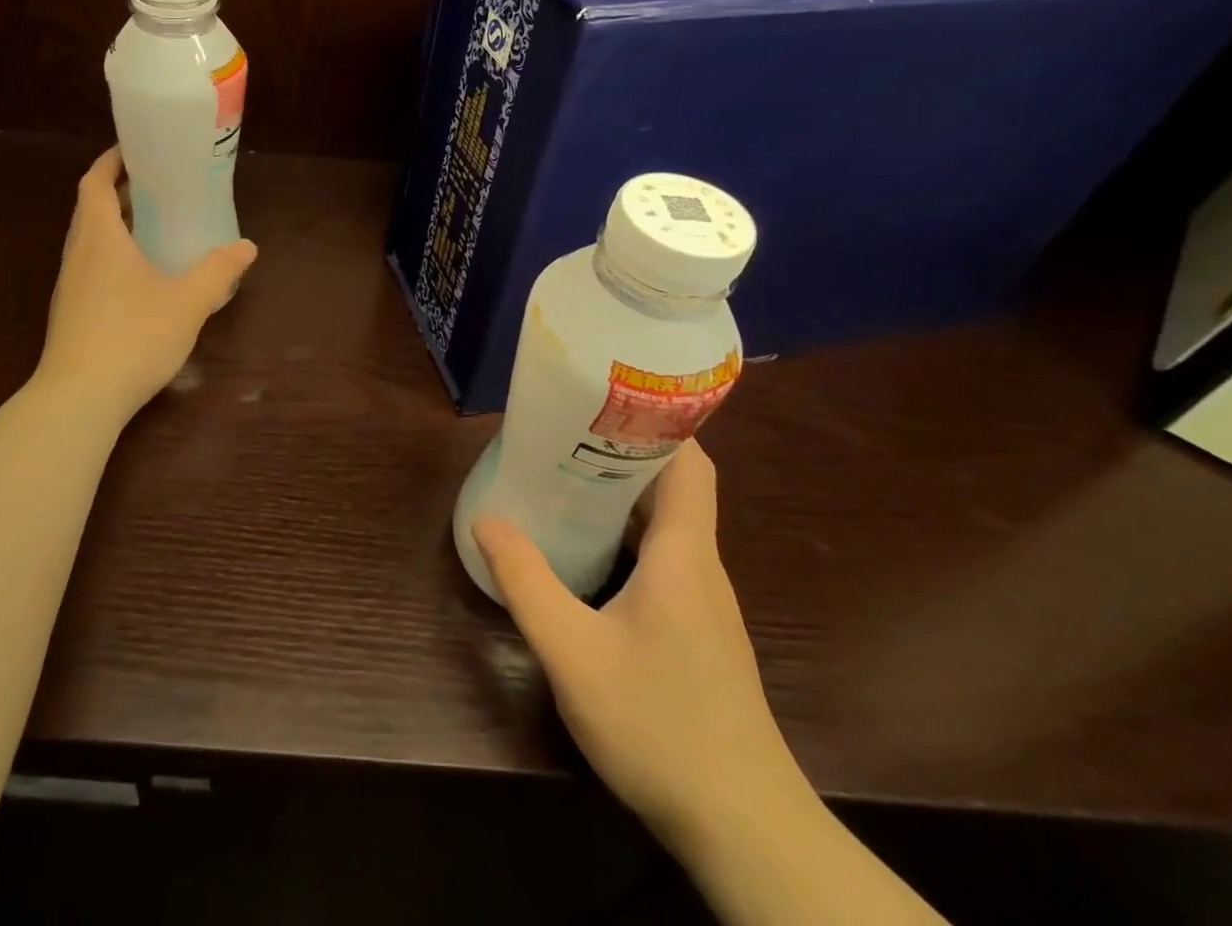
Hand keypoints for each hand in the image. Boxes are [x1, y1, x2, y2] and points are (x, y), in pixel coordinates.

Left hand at [37, 147, 257, 423]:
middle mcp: (78, 254)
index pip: (94, 182)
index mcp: (99, 238)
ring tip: (152, 225)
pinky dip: (112, 255)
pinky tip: (141, 276)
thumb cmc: (133, 337)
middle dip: (118, 191)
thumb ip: (218, 271)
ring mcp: (69, 286)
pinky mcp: (71, 313)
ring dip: (114, 224)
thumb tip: (247, 247)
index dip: (111, 160)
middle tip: (156, 186)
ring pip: (89, 240)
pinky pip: (90, 267)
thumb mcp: (187, 302)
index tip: (135, 149)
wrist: (79, 399)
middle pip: (90, 208)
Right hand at [474, 444, 812, 847]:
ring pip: (668, 526)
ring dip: (622, 497)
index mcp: (683, 553)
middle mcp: (700, 566)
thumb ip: (526, 582)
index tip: (606, 402)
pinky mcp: (699, 633)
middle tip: (563, 436)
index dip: (658, 424)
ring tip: (565, 481)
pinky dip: (628, 537)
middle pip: (674, 487)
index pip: (692, 463)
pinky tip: (589, 555)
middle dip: (622, 453)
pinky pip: (665, 560)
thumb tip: (487, 520)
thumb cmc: (660, 726)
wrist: (744, 830)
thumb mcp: (573, 651)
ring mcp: (705, 603)